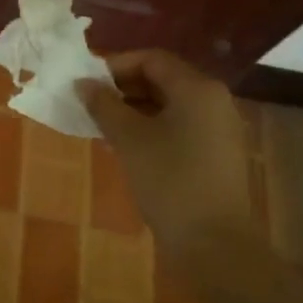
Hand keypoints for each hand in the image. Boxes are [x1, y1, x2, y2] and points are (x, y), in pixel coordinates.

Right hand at [79, 50, 262, 265]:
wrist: (213, 242)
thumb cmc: (169, 180)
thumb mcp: (128, 139)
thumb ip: (103, 105)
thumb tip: (83, 84)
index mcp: (196, 88)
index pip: (151, 59)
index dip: (114, 65)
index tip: (85, 83)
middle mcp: (213, 100)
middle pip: (161, 79)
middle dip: (122, 88)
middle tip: (89, 105)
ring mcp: (218, 127)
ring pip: (168, 104)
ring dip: (133, 109)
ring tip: (101, 126)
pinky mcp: (216, 152)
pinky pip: (178, 126)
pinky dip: (150, 128)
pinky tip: (124, 147)